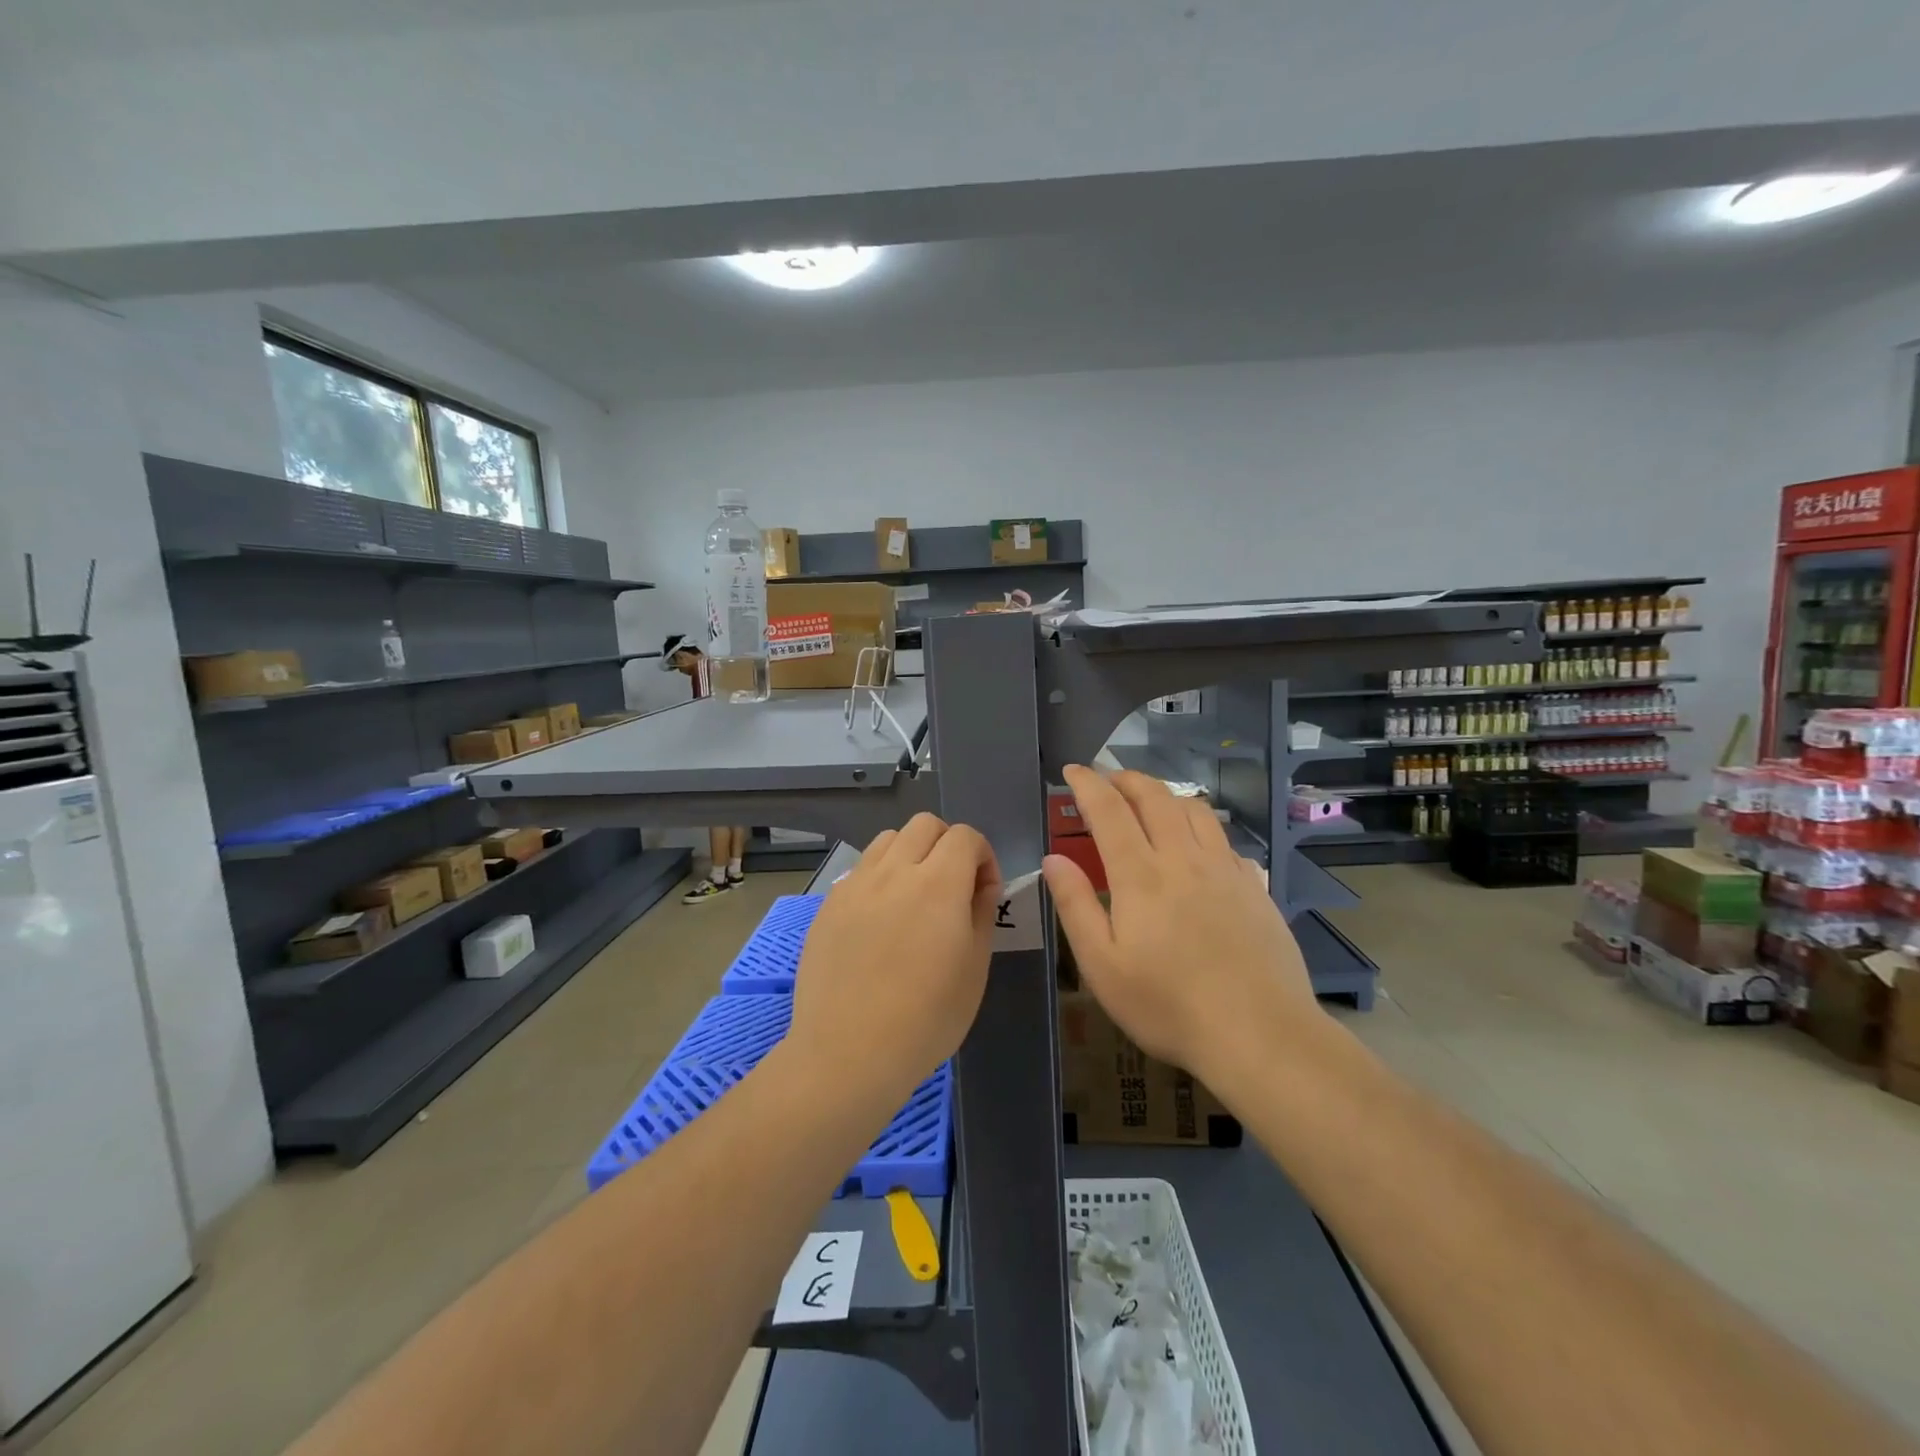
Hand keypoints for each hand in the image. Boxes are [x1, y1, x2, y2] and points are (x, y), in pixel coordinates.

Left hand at [789, 813, 1001, 1105]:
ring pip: (888, 840)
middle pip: (924, 825)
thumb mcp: (975, 968)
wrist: (848, 1053)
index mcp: (938, 883)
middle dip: (947, 844)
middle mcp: (894, 871)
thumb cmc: (926, 1018)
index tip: (984, 892)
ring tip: (914, 895)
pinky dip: (879, 877)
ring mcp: (855, 885)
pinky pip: (860, 870)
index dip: (983, 855)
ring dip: (910, 853)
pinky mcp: (829, 905)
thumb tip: (980, 885)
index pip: (964, 836)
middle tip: (952, 885)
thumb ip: (981, 913)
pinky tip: (880, 920)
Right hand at [1043, 766, 1317, 1087]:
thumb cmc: (1168, 1005)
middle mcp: (1183, 858)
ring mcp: (1225, 870)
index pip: (1109, 811)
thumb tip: (1053, 859)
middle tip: (1108, 778)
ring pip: (1195, 810)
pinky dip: (1202, 827)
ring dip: (1166, 795)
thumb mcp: (1103, 966)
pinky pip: (1224, 839)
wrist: (1260, 1033)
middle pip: (1155, 797)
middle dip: (1127, 778)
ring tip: (1151, 801)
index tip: (1072, 769)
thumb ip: (1075, 906)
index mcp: (1140, 875)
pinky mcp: (1255, 887)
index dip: (1087, 784)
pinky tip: (1199, 847)